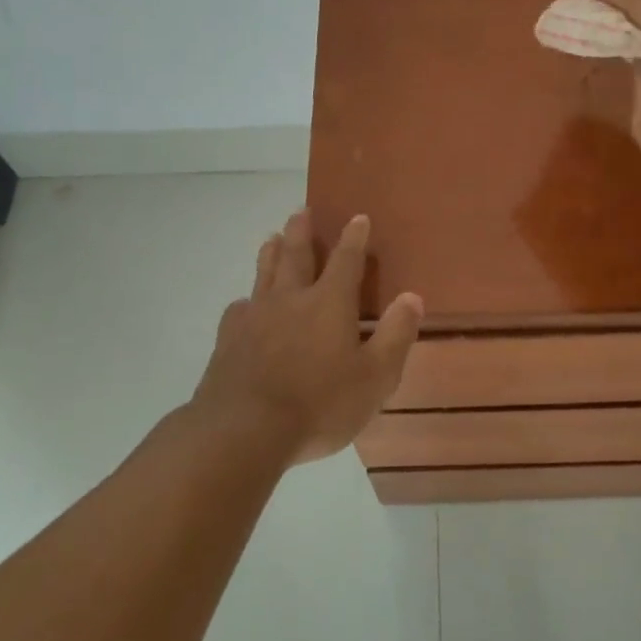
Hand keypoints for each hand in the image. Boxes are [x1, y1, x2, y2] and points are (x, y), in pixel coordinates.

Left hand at [192, 209, 422, 464]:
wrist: (244, 429)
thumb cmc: (320, 404)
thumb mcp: (375, 377)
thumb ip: (395, 335)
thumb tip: (412, 297)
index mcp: (330, 304)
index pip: (346, 261)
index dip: (354, 238)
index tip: (357, 217)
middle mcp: (291, 299)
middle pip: (296, 256)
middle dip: (302, 232)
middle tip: (302, 211)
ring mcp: (255, 318)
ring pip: (264, 274)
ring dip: (271, 253)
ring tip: (272, 238)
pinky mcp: (228, 340)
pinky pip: (239, 308)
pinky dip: (246, 299)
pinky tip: (244, 304)